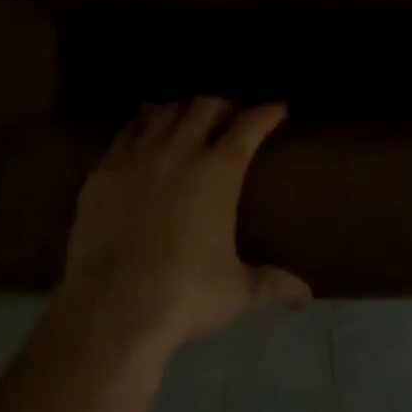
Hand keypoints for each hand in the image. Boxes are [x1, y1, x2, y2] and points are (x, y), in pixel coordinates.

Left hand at [58, 97, 310, 355]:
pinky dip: (142, 123)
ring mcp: (138, 156)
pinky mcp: (105, 169)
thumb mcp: (235, 291)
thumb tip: (306, 295)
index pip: (248, 126)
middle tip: (230, 115)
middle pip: (204, 106)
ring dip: (181, 109)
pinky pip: (127, 131)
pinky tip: (144, 130)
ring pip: (163, 111)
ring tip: (187, 118)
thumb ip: (271, 283)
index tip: (277, 108)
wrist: (112, 306)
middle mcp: (180, 151)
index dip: (266, 113)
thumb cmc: (184, 294)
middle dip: (222, 105)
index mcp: (218, 171)